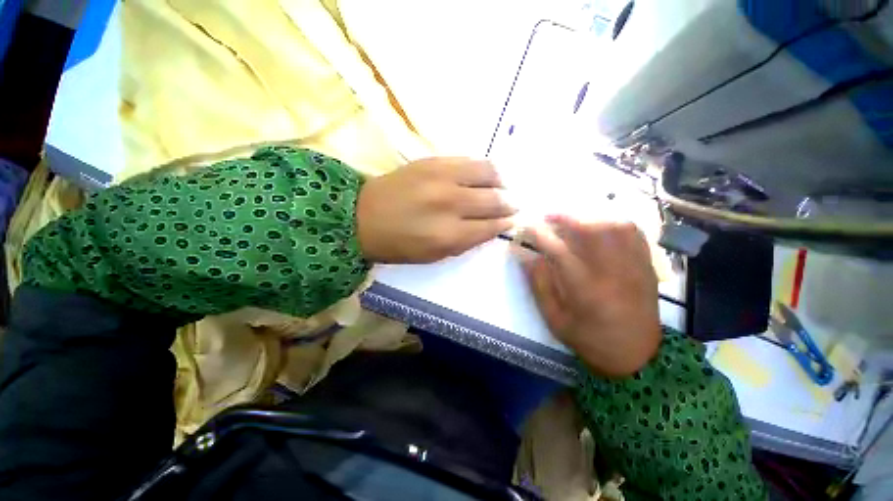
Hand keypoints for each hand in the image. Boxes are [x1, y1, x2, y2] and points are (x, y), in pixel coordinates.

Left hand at [356, 158, 516, 262]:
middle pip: (493, 200)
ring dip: (500, 182)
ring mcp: (441, 178)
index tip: (512, 220)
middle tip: (513, 204)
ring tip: (501, 187)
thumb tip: (490, 227)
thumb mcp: (433, 255)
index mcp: (448, 235)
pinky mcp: (432, 161)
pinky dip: (483, 168)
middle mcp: (449, 204)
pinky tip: (485, 174)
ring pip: (487, 173)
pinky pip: (469, 160)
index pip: (490, 226)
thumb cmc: (398, 244)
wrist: (362, 216)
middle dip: (508, 203)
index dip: (504, 223)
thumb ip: (465, 242)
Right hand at [519, 215, 661, 376]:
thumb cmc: (590, 340)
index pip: (559, 251)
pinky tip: (600, 223)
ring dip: (589, 216)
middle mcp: (613, 273)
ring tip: (572, 218)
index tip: (526, 226)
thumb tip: (525, 255)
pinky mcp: (647, 265)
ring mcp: (634, 266)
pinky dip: (614, 221)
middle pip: (591, 231)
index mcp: (586, 290)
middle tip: (547, 215)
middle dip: (565, 217)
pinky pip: (634, 232)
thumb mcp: (555, 319)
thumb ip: (540, 285)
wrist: (638, 356)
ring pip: (615, 226)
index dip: (539, 235)